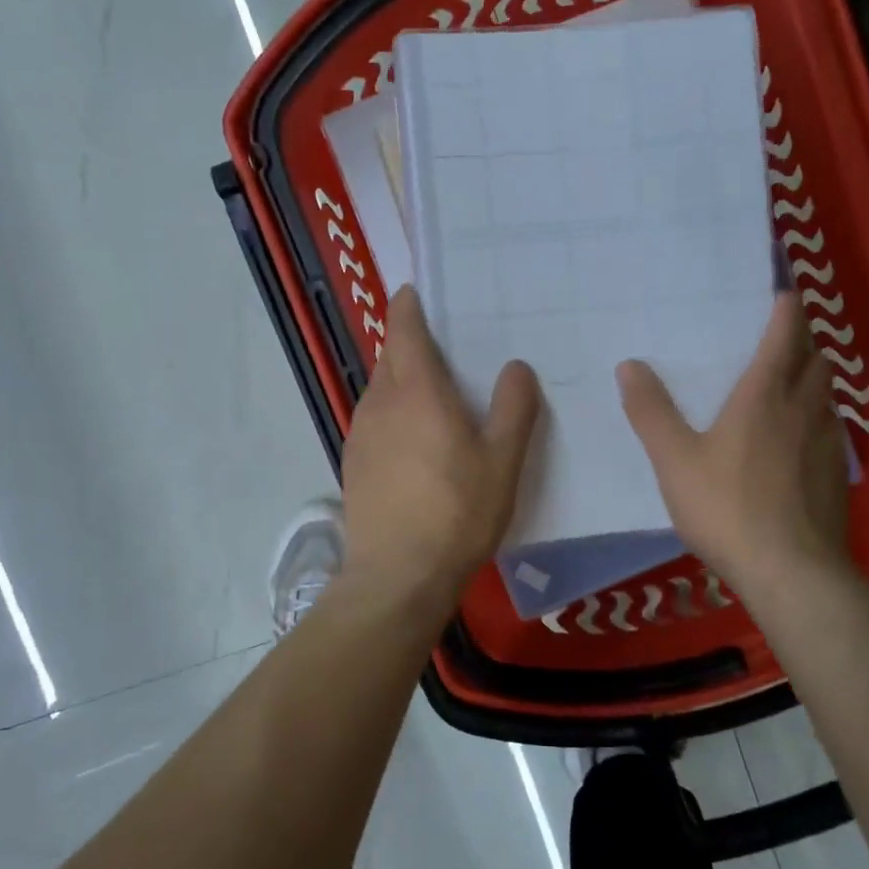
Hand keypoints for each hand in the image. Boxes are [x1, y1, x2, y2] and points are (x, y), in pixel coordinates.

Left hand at [341, 286, 540, 608]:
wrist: (397, 576)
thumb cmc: (457, 513)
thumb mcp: (502, 461)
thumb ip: (514, 408)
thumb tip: (515, 366)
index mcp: (416, 390)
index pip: (403, 327)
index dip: (409, 305)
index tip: (421, 292)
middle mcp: (380, 402)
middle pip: (390, 355)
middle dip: (411, 342)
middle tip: (447, 346)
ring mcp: (360, 433)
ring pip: (381, 388)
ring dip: (402, 380)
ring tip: (435, 393)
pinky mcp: (353, 462)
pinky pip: (375, 419)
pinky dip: (393, 412)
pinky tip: (415, 439)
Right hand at [618, 294, 852, 600]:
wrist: (790, 571)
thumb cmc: (726, 507)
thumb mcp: (674, 460)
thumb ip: (651, 412)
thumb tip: (629, 365)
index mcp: (764, 397)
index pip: (784, 337)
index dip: (786, 311)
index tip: (785, 293)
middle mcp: (803, 410)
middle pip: (816, 360)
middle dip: (805, 341)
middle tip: (786, 336)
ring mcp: (827, 444)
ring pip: (828, 396)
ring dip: (815, 380)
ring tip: (793, 383)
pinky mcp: (836, 477)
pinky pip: (831, 431)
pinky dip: (818, 419)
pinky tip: (800, 442)